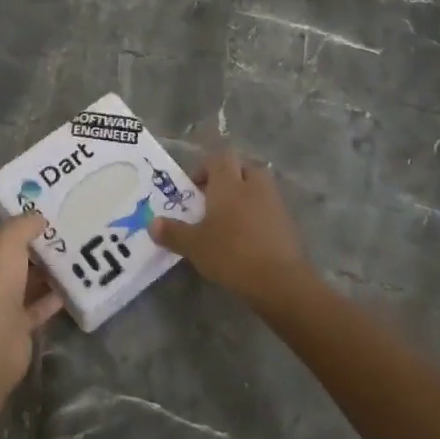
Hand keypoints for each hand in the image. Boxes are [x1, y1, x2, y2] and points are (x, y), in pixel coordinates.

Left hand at [0, 212, 65, 384]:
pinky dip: (52, 297)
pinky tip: (73, 283)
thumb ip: (23, 224)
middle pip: (2, 254)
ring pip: (22, 280)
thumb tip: (38, 219)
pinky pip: (36, 306)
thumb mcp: (7, 240)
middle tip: (55, 226)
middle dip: (26, 241)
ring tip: (70, 250)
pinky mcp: (14, 324)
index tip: (20, 205)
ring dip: (42, 269)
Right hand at [150, 144, 314, 310]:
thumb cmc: (231, 254)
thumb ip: (173, 232)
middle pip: (242, 166)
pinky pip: (269, 207)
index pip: (219, 157)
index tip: (194, 189)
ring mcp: (274, 203)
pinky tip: (246, 237)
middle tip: (212, 200)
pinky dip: (257, 214)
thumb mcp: (194, 246)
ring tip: (228, 220)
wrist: (280, 281)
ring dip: (244, 195)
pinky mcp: (288, 223)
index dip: (205, 167)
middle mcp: (253, 185)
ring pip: (258, 186)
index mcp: (229, 183)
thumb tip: (152, 223)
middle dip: (228, 178)